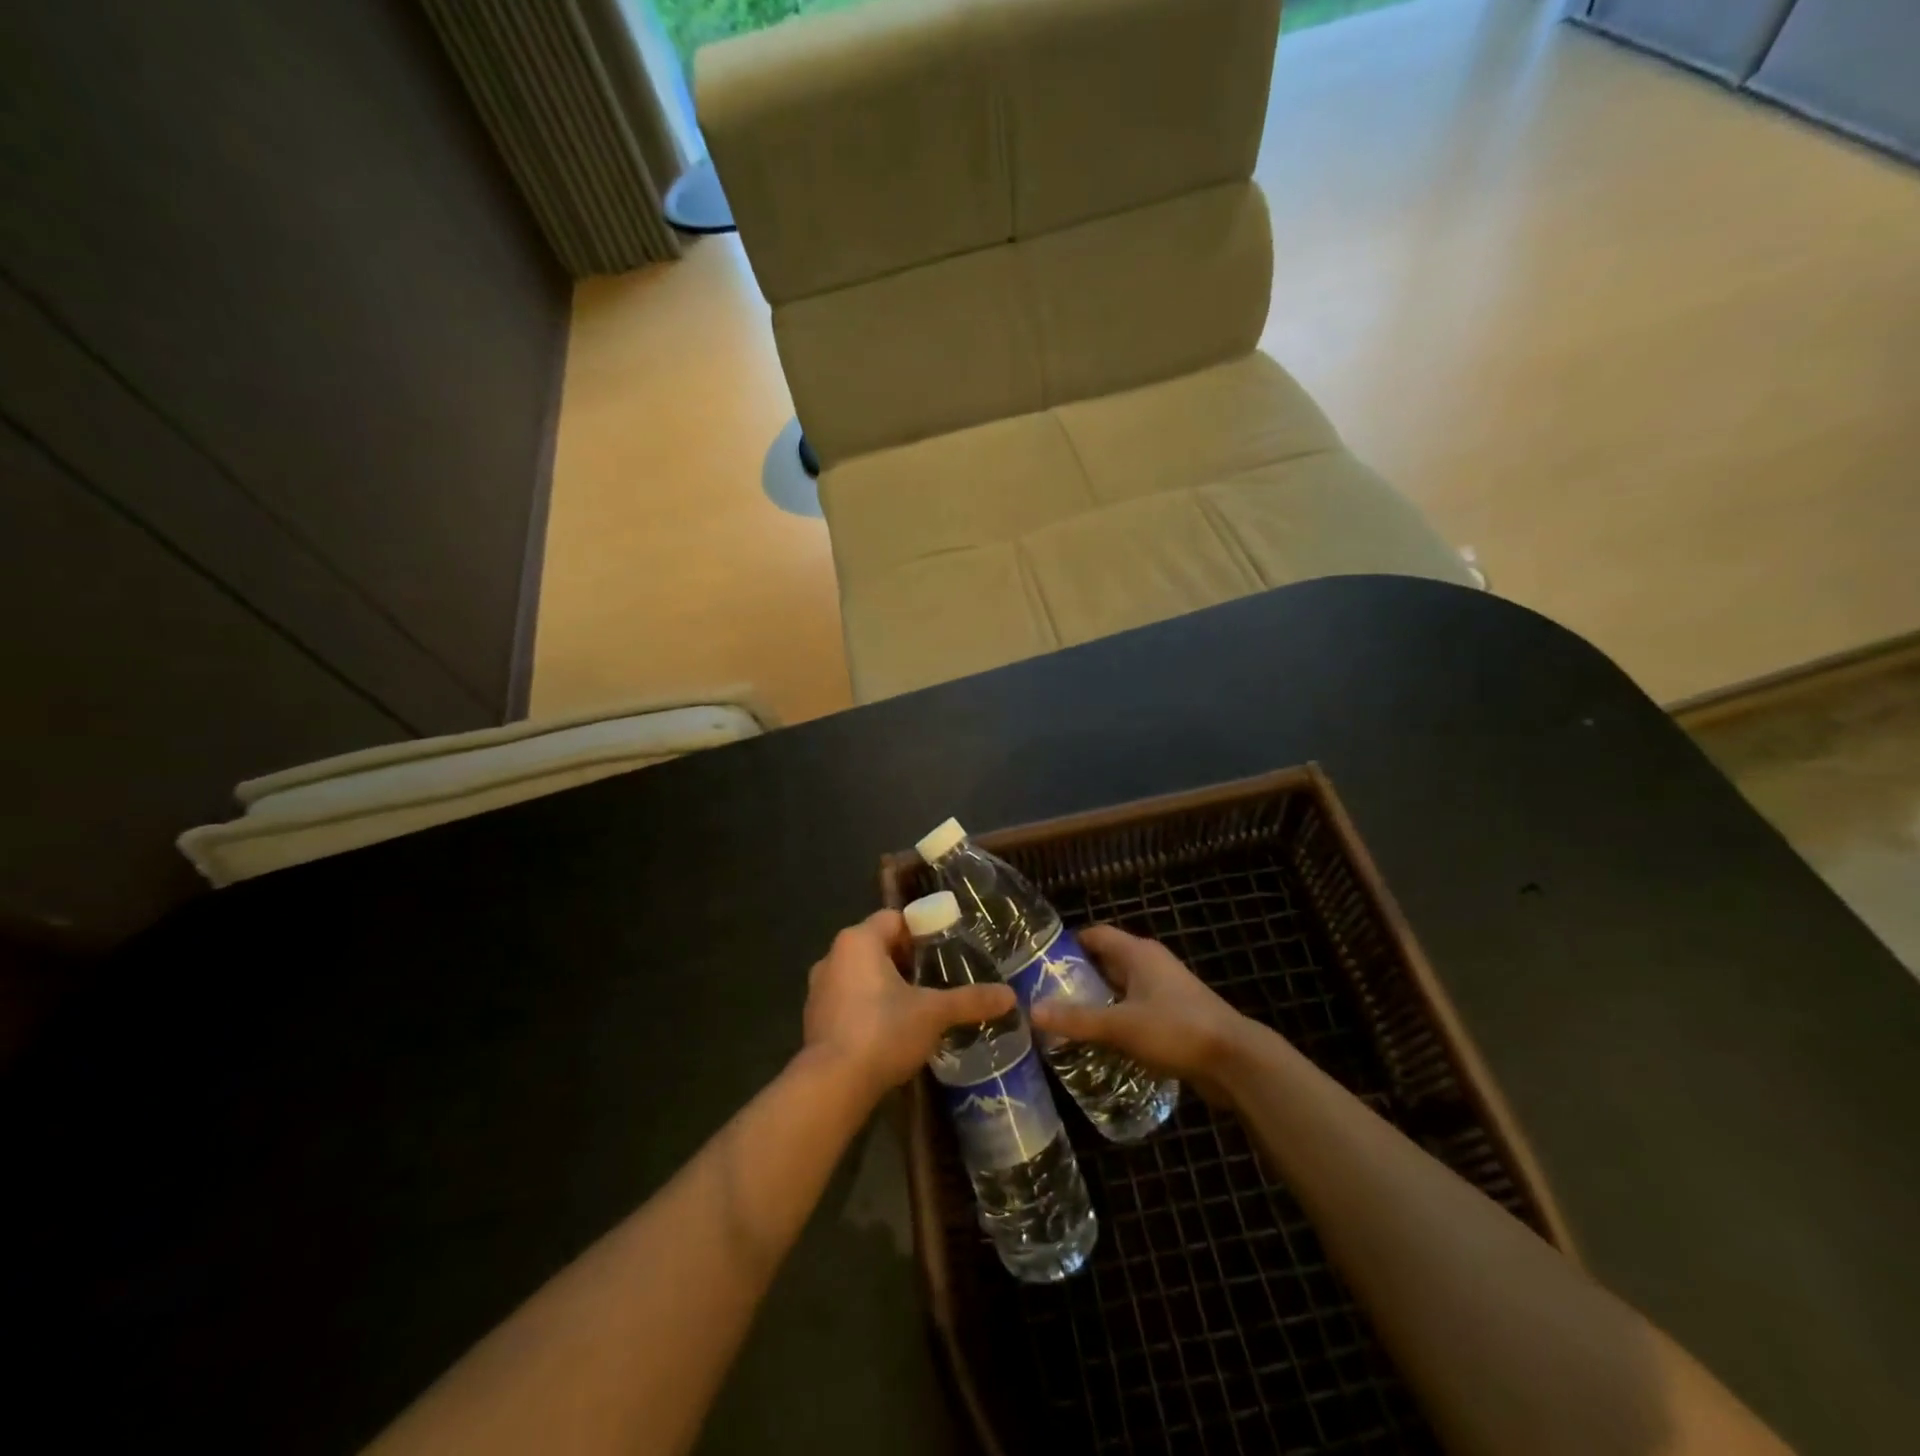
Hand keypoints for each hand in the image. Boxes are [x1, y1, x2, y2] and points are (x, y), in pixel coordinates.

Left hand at [803, 911, 1015, 1102]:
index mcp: (859, 941)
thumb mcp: (934, 1013)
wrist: (832, 1084)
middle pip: (877, 945)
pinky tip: (889, 1030)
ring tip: (916, 1004)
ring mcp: (819, 989)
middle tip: (936, 978)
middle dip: (905, 960)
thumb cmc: (883, 1031)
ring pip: (860, 974)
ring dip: (885, 984)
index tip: (944, 949)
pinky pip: (847, 1000)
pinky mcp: (813, 1019)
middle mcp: (833, 956)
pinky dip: (867, 1007)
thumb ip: (970, 1000)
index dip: (921, 930)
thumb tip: (1010, 996)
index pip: (894, 919)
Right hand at [1030, 926, 1256, 1104]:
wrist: (1236, 1061)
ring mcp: (1165, 990)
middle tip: (1045, 994)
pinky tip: (1099, 1040)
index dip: (1068, 944)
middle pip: (1106, 961)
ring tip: (1065, 1019)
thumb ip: (1077, 1019)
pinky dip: (1117, 1019)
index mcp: (1138, 953)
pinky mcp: (1174, 1016)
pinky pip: (1135, 1010)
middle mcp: (1151, 964)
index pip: (1096, 935)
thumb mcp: (1121, 1025)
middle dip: (1078, 976)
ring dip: (1097, 1000)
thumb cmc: (1176, 1029)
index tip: (1039, 962)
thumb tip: (1032, 1011)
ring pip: (1121, 988)